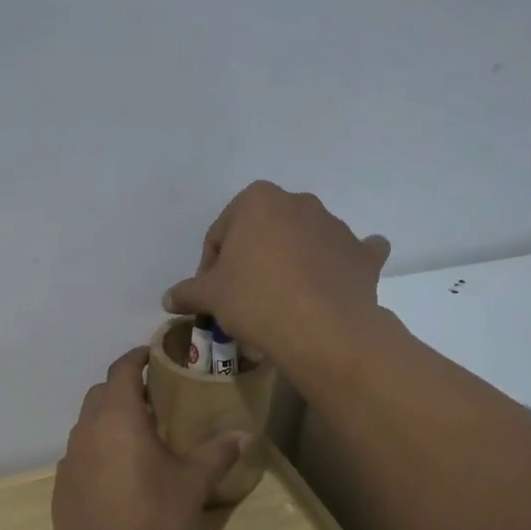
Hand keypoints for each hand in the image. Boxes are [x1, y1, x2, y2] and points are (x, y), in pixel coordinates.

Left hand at [52, 347, 250, 529]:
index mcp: (117, 417)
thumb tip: (246, 434)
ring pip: (87, 424)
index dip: (137, 357)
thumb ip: (218, 452)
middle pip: (101, 393)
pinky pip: (80, 455)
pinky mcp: (61, 488)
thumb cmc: (155, 519)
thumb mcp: (193, 483)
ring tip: (139, 436)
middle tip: (154, 398)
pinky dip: (98, 451)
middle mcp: (86, 430)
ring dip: (109, 420)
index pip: (121, 369)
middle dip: (125, 388)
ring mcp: (68, 460)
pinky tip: (119, 475)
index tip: (154, 355)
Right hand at [162, 182, 390, 367]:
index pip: (221, 233)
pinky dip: (340, 265)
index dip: (211, 266)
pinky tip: (331, 285)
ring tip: (280, 303)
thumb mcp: (210, 297)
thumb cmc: (255, 300)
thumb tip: (168, 299)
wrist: (322, 330)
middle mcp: (299, 202)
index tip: (211, 294)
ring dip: (290, 263)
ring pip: (303, 242)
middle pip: (263, 233)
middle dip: (252, 259)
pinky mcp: (362, 254)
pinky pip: (348, 255)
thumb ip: (187, 291)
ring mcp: (335, 226)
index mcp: (258, 200)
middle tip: (243, 297)